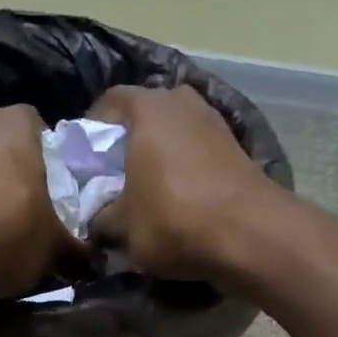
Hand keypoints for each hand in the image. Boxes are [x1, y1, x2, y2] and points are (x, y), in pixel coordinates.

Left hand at [0, 104, 84, 315]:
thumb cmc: (3, 232)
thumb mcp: (57, 246)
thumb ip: (79, 248)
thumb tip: (95, 259)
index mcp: (15, 123)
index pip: (50, 135)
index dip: (61, 169)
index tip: (67, 202)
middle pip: (12, 160)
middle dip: (25, 191)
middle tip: (41, 227)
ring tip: (7, 250)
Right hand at [86, 85, 283, 281]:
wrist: (250, 235)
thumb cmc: (174, 220)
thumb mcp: (123, 228)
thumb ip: (102, 218)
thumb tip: (97, 221)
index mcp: (147, 107)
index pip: (108, 102)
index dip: (92, 132)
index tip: (86, 163)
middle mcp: (182, 102)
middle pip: (144, 116)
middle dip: (127, 145)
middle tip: (115, 179)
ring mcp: (214, 122)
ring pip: (174, 135)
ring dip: (159, 158)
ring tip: (147, 193)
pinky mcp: (237, 148)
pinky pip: (197, 154)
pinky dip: (185, 171)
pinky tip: (179, 200)